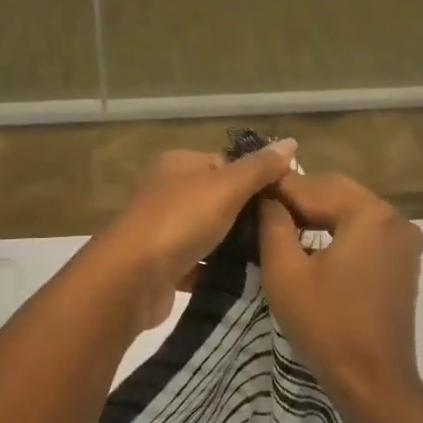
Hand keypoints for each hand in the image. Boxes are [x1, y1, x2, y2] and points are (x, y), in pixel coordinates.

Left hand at [91, 142, 297, 328]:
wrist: (130, 280)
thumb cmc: (179, 221)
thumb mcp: (226, 187)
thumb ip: (259, 168)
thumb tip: (291, 142)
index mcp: (179, 164)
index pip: (227, 163)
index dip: (257, 179)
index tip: (288, 200)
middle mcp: (168, 192)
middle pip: (220, 198)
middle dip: (250, 215)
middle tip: (285, 230)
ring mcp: (164, 230)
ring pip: (211, 232)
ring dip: (236, 244)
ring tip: (272, 254)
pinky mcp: (164, 265)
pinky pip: (201, 263)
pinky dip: (220, 270)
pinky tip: (247, 278)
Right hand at [257, 172, 422, 403]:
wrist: (373, 381)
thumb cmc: (326, 325)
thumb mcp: (285, 273)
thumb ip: (273, 225)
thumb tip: (268, 200)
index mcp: (370, 214)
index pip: (315, 186)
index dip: (278, 189)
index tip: (248, 193)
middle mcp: (394, 218)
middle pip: (338, 192)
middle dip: (300, 197)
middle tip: (262, 209)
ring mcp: (404, 240)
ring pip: (352, 209)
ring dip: (319, 212)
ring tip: (281, 224)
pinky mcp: (404, 260)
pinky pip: (366, 230)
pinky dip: (339, 229)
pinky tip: (312, 242)